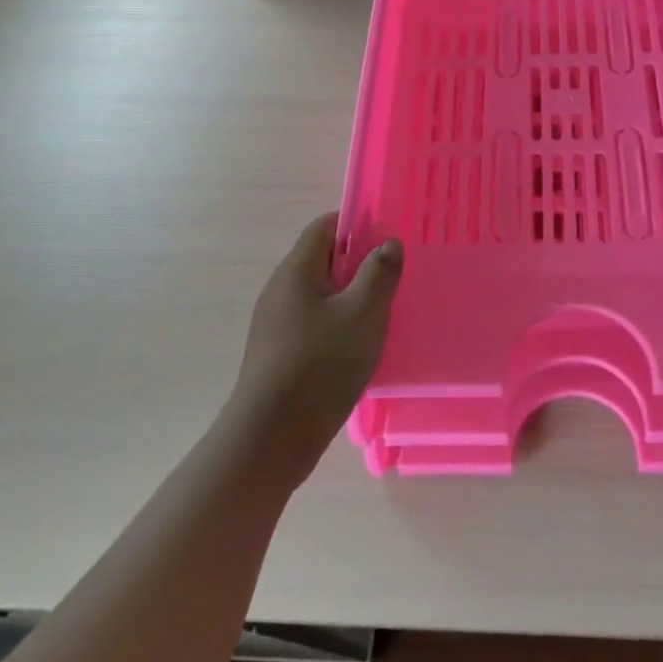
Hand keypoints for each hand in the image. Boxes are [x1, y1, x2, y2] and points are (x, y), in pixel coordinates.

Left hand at [230, 214, 403, 483]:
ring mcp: (274, 322)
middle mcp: (280, 289)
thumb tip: (387, 243)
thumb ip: (379, 273)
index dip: (356, 223)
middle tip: (392, 276)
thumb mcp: (363, 314)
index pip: (325, 226)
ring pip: (318, 293)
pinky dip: (336, 322)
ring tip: (381, 312)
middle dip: (357, 261)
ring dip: (348, 295)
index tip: (388, 237)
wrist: (270, 438)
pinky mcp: (276, 352)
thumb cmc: (320, 365)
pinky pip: (311, 321)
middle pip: (321, 259)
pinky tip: (357, 345)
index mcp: (297, 270)